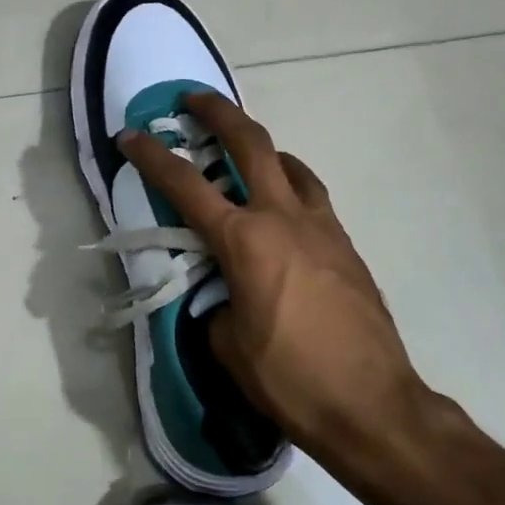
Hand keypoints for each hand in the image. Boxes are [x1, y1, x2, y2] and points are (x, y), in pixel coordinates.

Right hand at [120, 93, 463, 468]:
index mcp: (245, 241)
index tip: (131, 134)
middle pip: (251, 143)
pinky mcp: (346, 245)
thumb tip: (222, 293)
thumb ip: (216, 305)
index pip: (186, 186)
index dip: (153, 156)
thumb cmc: (291, 379)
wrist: (373, 405)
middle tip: (194, 99)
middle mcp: (284, 219)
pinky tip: (282, 211)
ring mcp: (322, 228)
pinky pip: (312, 197)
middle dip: (218, 113)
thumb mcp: (229, 346)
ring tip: (243, 155)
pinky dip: (289, 186)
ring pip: (290, 165)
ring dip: (262, 148)